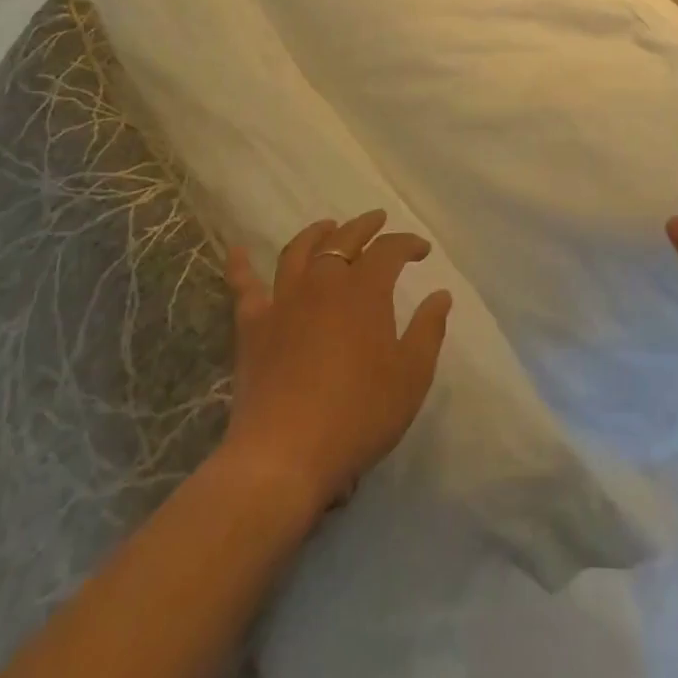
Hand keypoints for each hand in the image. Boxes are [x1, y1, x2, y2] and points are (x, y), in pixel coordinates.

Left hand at [220, 211, 451, 512]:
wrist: (284, 457)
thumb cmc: (358, 415)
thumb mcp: (411, 376)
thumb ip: (428, 330)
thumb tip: (441, 295)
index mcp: (365, 290)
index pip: (390, 250)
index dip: (408, 244)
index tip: (422, 251)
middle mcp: (324, 283)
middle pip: (344, 240)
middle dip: (365, 226)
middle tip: (378, 220)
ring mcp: (284, 302)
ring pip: (299, 252)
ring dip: (316, 233)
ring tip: (328, 226)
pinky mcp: (253, 327)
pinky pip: (244, 288)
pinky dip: (240, 266)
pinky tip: (237, 250)